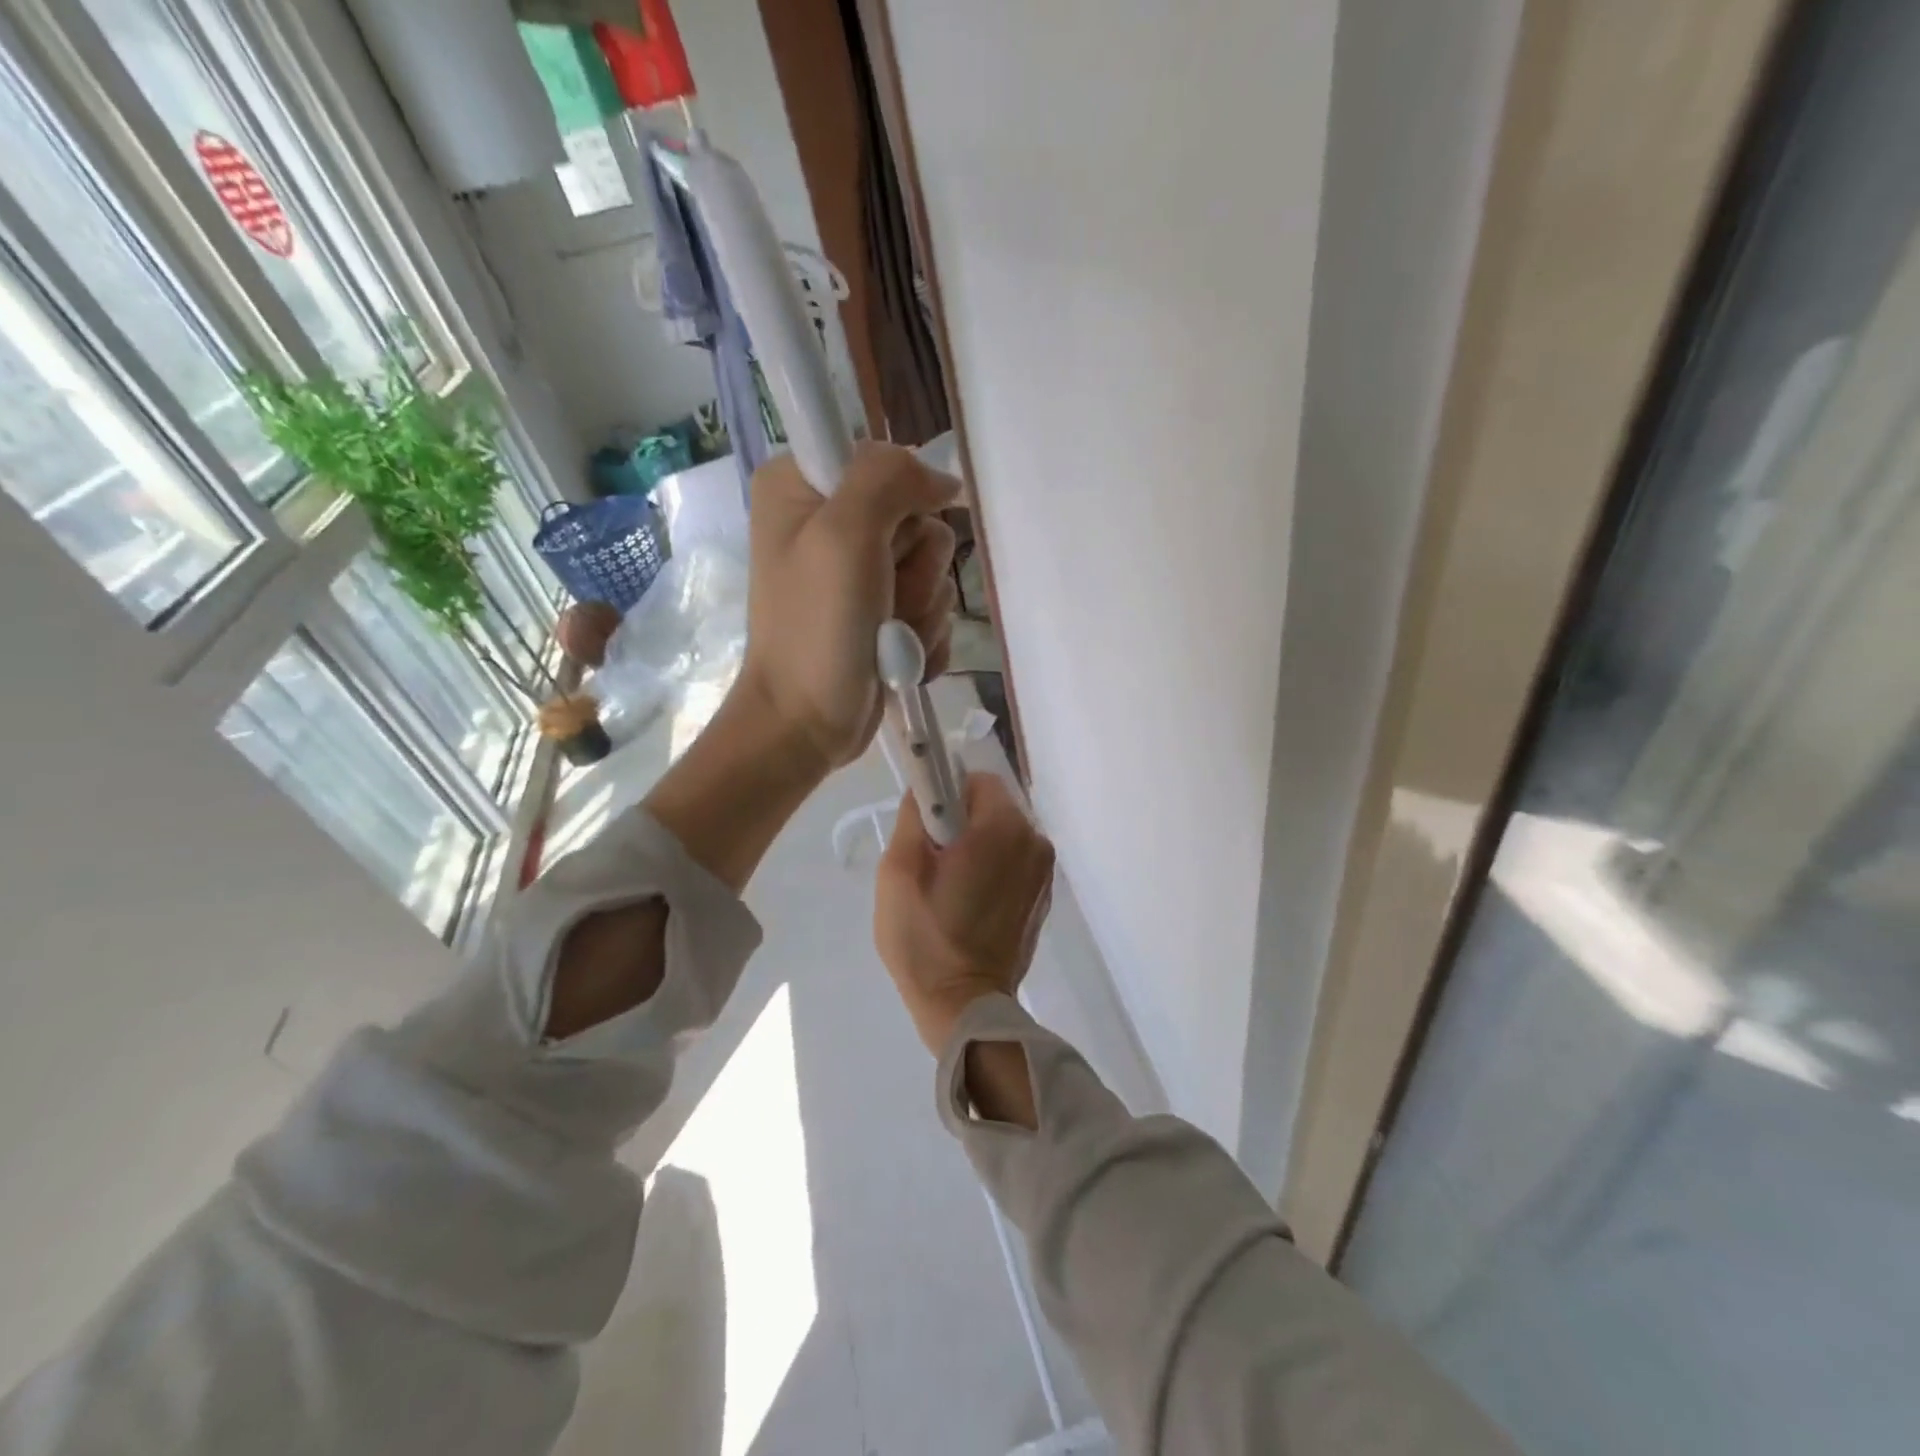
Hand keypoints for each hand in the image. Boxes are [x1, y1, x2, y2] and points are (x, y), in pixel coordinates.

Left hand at [738, 443, 959, 770]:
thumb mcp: (845, 535)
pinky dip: (923, 636)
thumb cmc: (817, 629)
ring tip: (885, 637)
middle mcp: (830, 523)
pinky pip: (932, 607)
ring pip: (934, 567)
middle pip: (918, 518)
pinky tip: (898, 657)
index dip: (903, 500)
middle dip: (915, 569)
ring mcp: (860, 574)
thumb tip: (941, 478)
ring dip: (920, 609)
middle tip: (881, 599)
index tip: (890, 541)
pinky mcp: (882, 614)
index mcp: (802, 487)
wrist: (806, 723)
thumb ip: (889, 479)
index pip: (885, 460)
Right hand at [875, 773, 1055, 1053]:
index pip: (977, 781)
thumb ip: (913, 817)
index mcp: (1003, 828)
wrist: (964, 1006)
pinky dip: (994, 868)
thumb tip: (925, 791)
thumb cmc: (924, 937)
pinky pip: (1015, 862)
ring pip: (1004, 834)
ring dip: (979, 846)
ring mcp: (1045, 872)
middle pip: (994, 807)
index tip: (928, 828)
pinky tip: (971, 903)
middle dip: (962, 822)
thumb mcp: (898, 871)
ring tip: (951, 887)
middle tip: (934, 861)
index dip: (947, 795)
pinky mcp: (1044, 897)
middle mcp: (1034, 841)